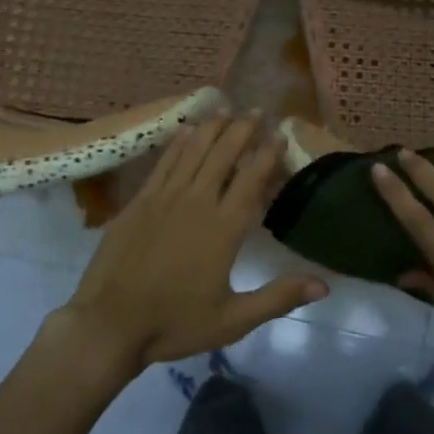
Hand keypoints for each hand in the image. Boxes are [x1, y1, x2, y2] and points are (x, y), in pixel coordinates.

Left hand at [61, 116, 327, 372]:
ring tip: (226, 108)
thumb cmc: (174, 323)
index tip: (280, 133)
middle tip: (257, 110)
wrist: (108, 325)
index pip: (251, 180)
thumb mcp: (232, 320)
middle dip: (242, 129)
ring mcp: (164, 198)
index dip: (267, 154)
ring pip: (194, 151)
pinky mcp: (139, 202)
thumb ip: (278, 297)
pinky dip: (179, 143)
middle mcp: (196, 203)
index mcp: (224, 229)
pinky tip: (187, 130)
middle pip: (223, 155)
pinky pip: (165, 163)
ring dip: (213, 127)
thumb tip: (324, 285)